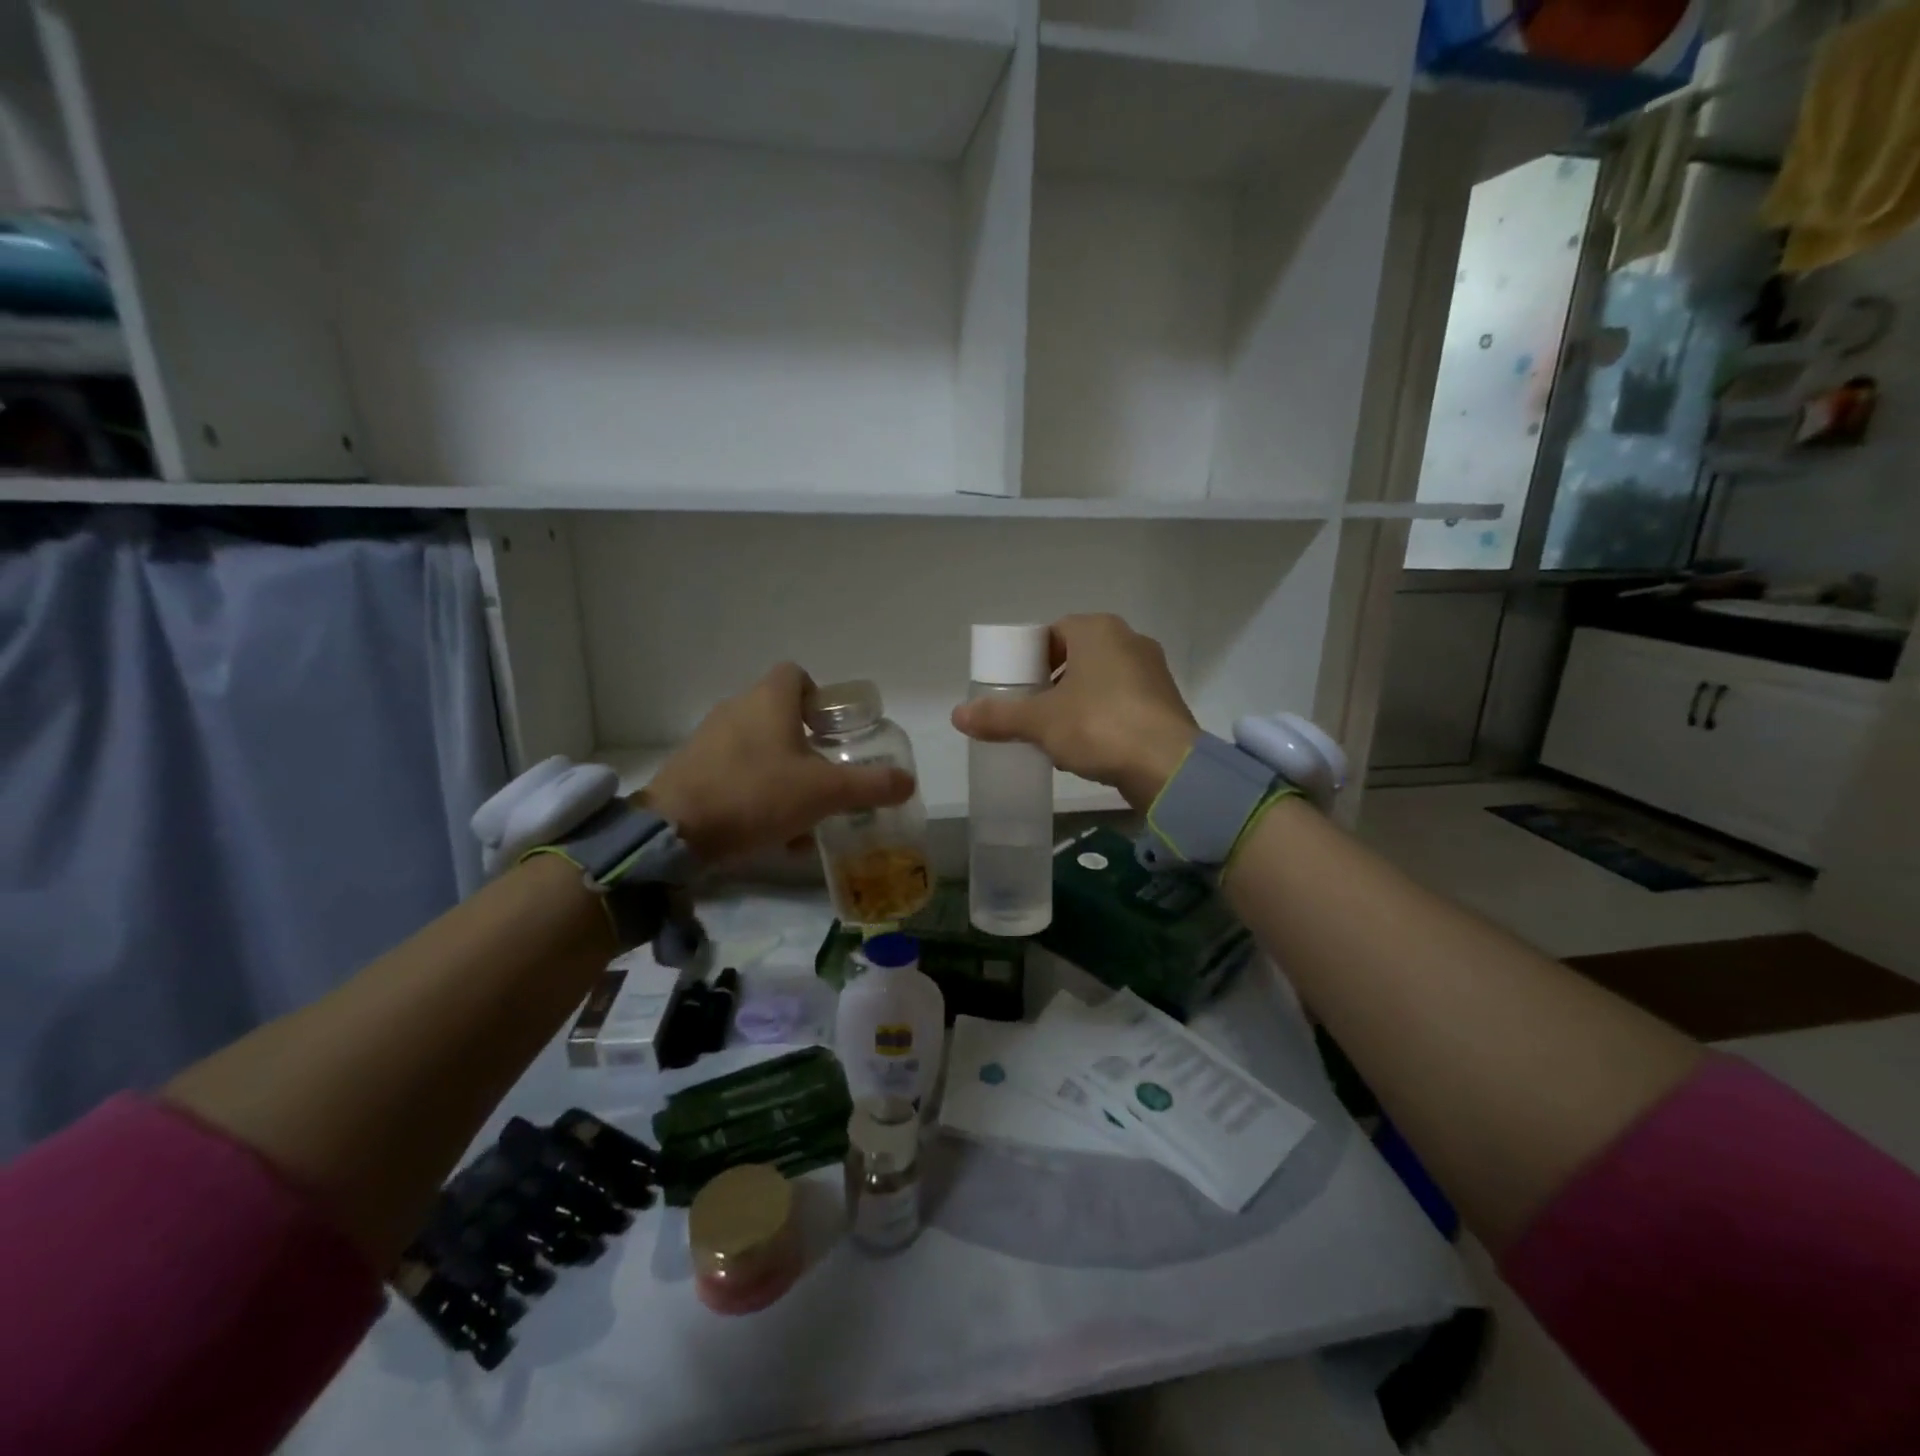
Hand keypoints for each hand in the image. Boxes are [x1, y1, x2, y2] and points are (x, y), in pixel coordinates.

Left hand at [643, 664, 914, 863]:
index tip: (833, 731)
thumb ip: (870, 786)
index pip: (796, 674)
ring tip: (804, 817)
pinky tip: (772, 835)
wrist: (675, 832)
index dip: (819, 697)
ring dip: (784, 776)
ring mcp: (708, 740)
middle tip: (826, 778)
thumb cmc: (756, 795)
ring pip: (758, 750)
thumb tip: (908, 782)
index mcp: (768, 700)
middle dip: (806, 747)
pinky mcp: (691, 771)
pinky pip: (735, 775)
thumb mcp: (825, 793)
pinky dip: (757, 795)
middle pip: (779, 716)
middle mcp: (735, 710)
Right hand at [951, 614, 1198, 809]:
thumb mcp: (1040, 722)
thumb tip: (957, 716)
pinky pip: (1122, 703)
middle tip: (1030, 712)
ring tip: (1054, 735)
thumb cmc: (1099, 726)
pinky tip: (1087, 748)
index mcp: (1097, 630)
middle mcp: (1129, 641)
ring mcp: (1152, 672)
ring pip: (1100, 682)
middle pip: (1077, 656)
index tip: (1016, 687)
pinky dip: (1101, 718)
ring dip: (1076, 703)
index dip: (1029, 658)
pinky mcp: (1165, 704)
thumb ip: (999, 716)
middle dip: (1051, 683)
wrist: (1168, 766)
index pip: (1053, 632)